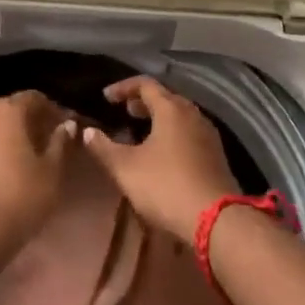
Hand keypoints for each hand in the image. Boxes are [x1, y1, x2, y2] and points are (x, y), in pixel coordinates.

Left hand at [0, 91, 76, 256]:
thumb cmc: (17, 199)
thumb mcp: (51, 174)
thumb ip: (60, 144)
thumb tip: (66, 126)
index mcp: (7, 109)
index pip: (35, 98)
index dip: (54, 111)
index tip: (67, 129)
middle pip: (12, 108)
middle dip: (32, 121)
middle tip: (50, 142)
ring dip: (12, 135)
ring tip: (30, 158)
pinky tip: (6, 170)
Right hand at [81, 76, 238, 243]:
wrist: (217, 220)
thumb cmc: (166, 186)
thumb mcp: (126, 168)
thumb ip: (104, 148)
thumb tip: (87, 132)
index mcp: (171, 109)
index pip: (145, 84)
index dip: (123, 87)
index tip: (106, 97)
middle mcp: (192, 114)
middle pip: (166, 97)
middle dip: (143, 102)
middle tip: (125, 111)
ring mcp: (208, 135)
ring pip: (180, 116)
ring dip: (159, 118)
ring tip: (142, 132)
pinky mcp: (217, 156)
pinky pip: (190, 133)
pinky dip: (173, 134)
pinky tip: (164, 154)